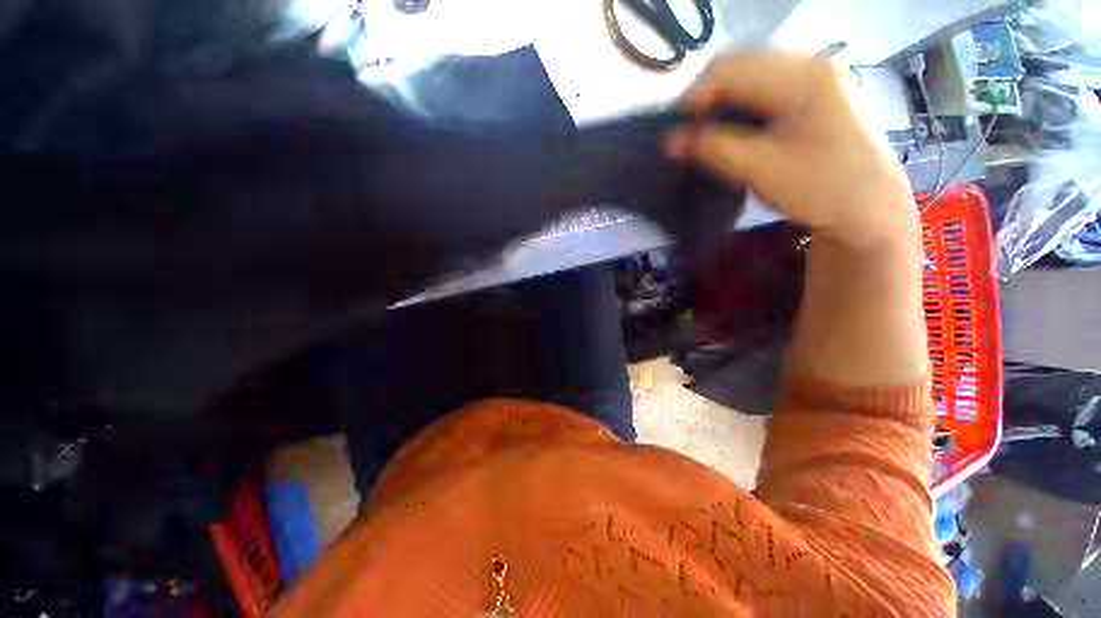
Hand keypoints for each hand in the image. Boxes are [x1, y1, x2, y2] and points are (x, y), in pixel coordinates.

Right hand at [666, 52, 917, 249]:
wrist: (868, 205)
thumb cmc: (820, 187)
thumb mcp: (760, 169)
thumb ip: (712, 149)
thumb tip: (669, 141)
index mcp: (801, 76)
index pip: (727, 69)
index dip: (692, 99)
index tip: (674, 136)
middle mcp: (807, 63)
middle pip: (737, 66)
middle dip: (703, 101)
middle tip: (686, 138)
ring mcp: (811, 76)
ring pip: (746, 78)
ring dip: (718, 105)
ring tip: (704, 137)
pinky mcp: (810, 93)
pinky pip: (759, 90)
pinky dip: (736, 109)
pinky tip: (730, 132)